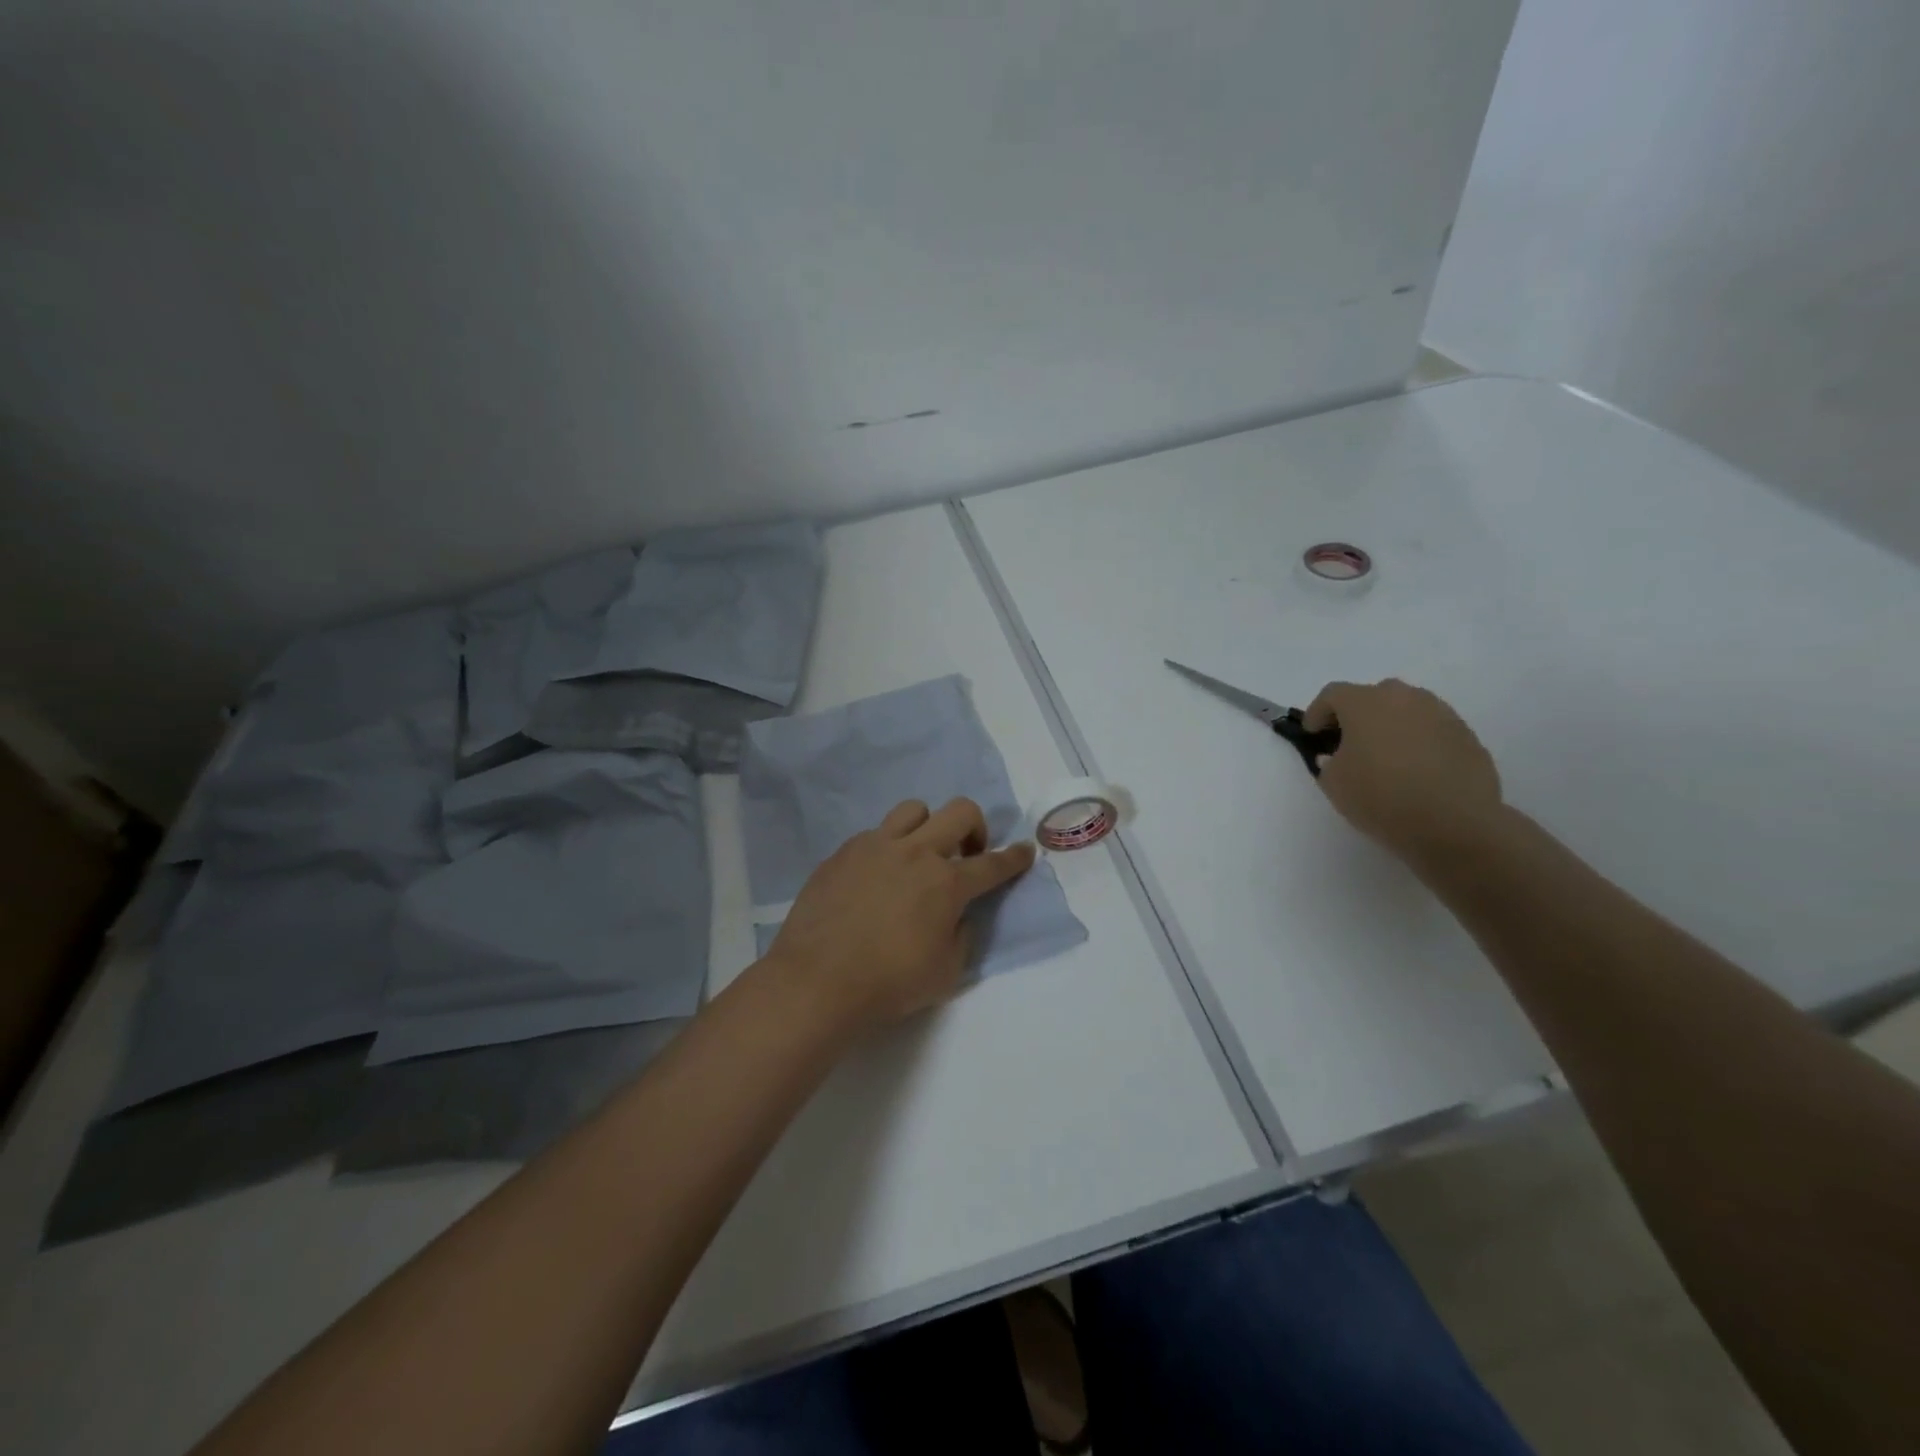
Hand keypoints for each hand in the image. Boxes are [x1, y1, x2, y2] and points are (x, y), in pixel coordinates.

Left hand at [764, 798, 1036, 1036]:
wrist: (817, 981)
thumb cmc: (889, 983)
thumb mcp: (946, 972)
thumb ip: (961, 936)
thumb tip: (956, 916)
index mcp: (946, 883)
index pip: (992, 864)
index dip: (1014, 858)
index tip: (1025, 851)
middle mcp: (916, 852)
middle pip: (960, 812)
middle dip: (976, 827)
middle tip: (968, 853)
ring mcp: (875, 846)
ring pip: (914, 809)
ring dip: (927, 826)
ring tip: (918, 855)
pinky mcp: (843, 852)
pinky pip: (874, 834)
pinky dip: (886, 848)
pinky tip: (875, 877)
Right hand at [1304, 679, 1506, 868]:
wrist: (1454, 824)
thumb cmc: (1381, 797)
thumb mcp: (1334, 783)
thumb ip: (1329, 761)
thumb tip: (1339, 755)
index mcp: (1365, 703)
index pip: (1332, 695)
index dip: (1317, 713)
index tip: (1313, 736)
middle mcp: (1404, 698)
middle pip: (1373, 696)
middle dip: (1357, 715)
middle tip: (1349, 744)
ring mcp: (1441, 714)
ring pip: (1406, 711)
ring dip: (1391, 727)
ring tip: (1386, 759)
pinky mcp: (1467, 736)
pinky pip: (1431, 730)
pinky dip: (1418, 742)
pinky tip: (1416, 772)